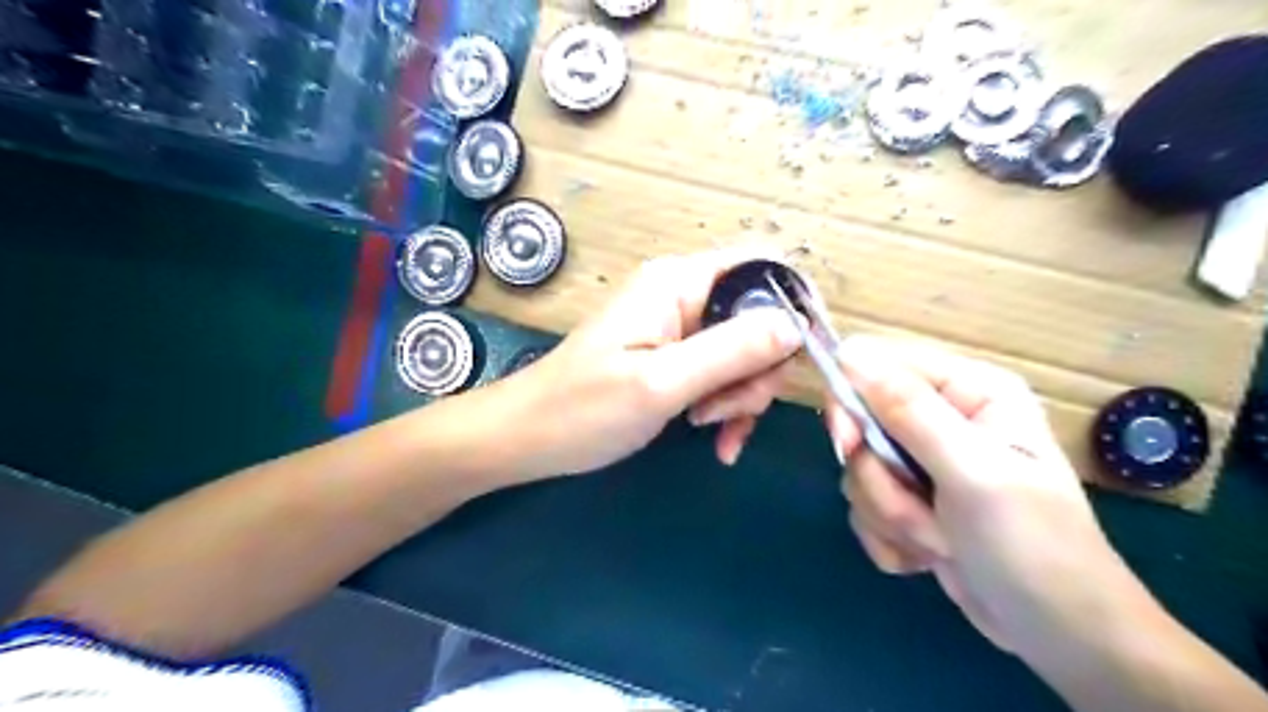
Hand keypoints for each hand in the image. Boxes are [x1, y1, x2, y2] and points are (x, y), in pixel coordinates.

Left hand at [505, 248, 800, 478]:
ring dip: (741, 397)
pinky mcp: (674, 359)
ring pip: (746, 354)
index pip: (762, 266)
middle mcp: (684, 296)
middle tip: (727, 411)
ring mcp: (679, 329)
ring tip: (709, 430)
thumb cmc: (583, 409)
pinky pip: (722, 376)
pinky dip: (726, 408)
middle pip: (760, 318)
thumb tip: (796, 325)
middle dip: (759, 371)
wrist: (528, 439)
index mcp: (679, 282)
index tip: (807, 357)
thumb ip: (730, 350)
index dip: (795, 304)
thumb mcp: (661, 382)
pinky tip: (716, 442)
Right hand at [828, 337, 1155, 658]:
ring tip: (940, 541)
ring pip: (859, 471)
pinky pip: (864, 505)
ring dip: (890, 514)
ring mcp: (923, 461)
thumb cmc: (1032, 546)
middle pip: (859, 424)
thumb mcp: (972, 473)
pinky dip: (889, 537)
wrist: (1059, 635)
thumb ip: (909, 411)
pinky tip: (930, 556)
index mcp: (967, 390)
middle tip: (916, 509)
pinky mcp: (910, 500)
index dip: (851, 402)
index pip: (874, 365)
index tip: (848, 447)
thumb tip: (848, 351)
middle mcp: (941, 417)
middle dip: (880, 479)